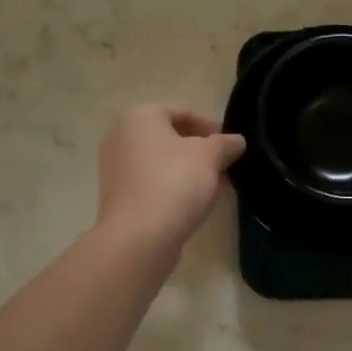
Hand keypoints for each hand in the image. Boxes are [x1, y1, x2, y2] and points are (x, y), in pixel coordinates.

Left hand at [94, 104, 244, 258]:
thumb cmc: (174, 182)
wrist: (138, 237)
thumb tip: (236, 141)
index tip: (229, 145)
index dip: (210, 127)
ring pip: (161, 163)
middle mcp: (120, 137)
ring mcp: (114, 169)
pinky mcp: (117, 197)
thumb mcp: (210, 156)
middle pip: (170, 138)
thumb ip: (226, 144)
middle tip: (223, 167)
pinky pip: (151, 184)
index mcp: (140, 117)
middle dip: (200, 152)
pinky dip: (172, 188)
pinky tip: (193, 204)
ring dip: (188, 171)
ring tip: (214, 188)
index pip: (181, 113)